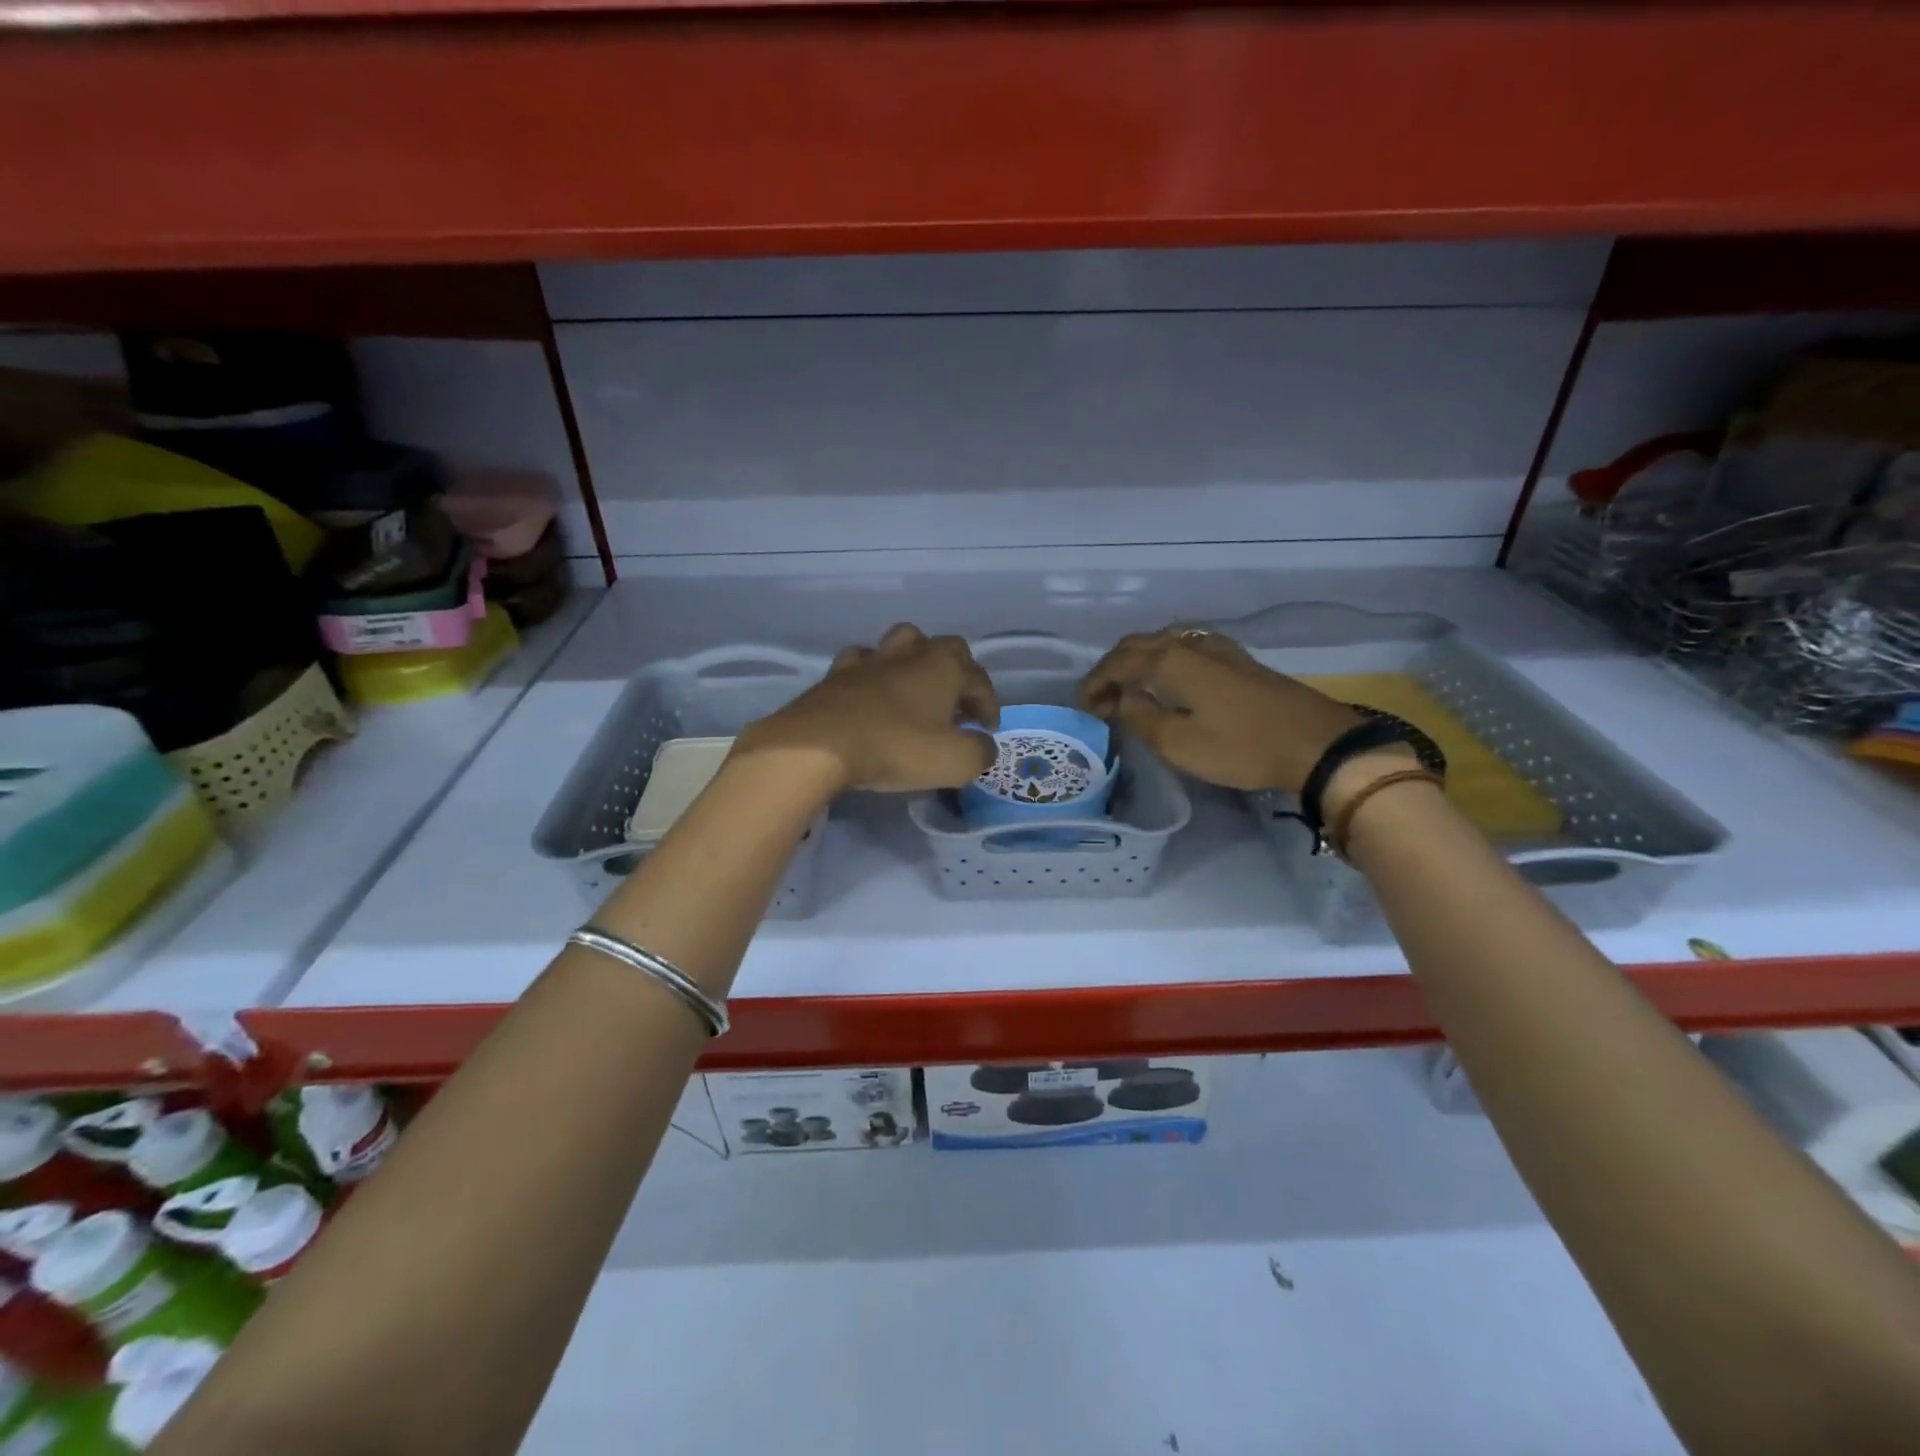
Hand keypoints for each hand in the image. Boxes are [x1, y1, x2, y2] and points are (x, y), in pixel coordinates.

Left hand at [734, 624, 999, 792]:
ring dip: (914, 662)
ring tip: (915, 690)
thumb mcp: (955, 762)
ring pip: (901, 644)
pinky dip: (872, 674)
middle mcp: (910, 654)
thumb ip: (980, 752)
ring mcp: (871, 661)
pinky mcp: (837, 674)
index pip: (979, 679)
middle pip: (943, 648)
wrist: (820, 745)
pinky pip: (861, 662)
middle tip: (955, 704)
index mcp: (944, 668)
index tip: (987, 730)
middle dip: (956, 672)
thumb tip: (983, 745)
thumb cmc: (896, 749)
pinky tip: (870, 692)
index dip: (989, 704)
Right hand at [1079, 627, 1359, 791]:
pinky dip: (1162, 659)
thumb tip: (1117, 699)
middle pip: (1137, 644)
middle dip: (1112, 668)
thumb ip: (1139, 716)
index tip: (1082, 706)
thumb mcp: (1178, 743)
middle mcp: (1188, 645)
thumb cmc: (1240, 747)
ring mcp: (1216, 647)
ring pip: (1162, 641)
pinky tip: (1168, 678)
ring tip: (1129, 688)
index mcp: (1169, 661)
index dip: (1095, 682)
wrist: (1314, 743)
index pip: (1117, 663)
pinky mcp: (1237, 658)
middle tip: (1100, 699)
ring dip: (1137, 660)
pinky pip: (1184, 647)